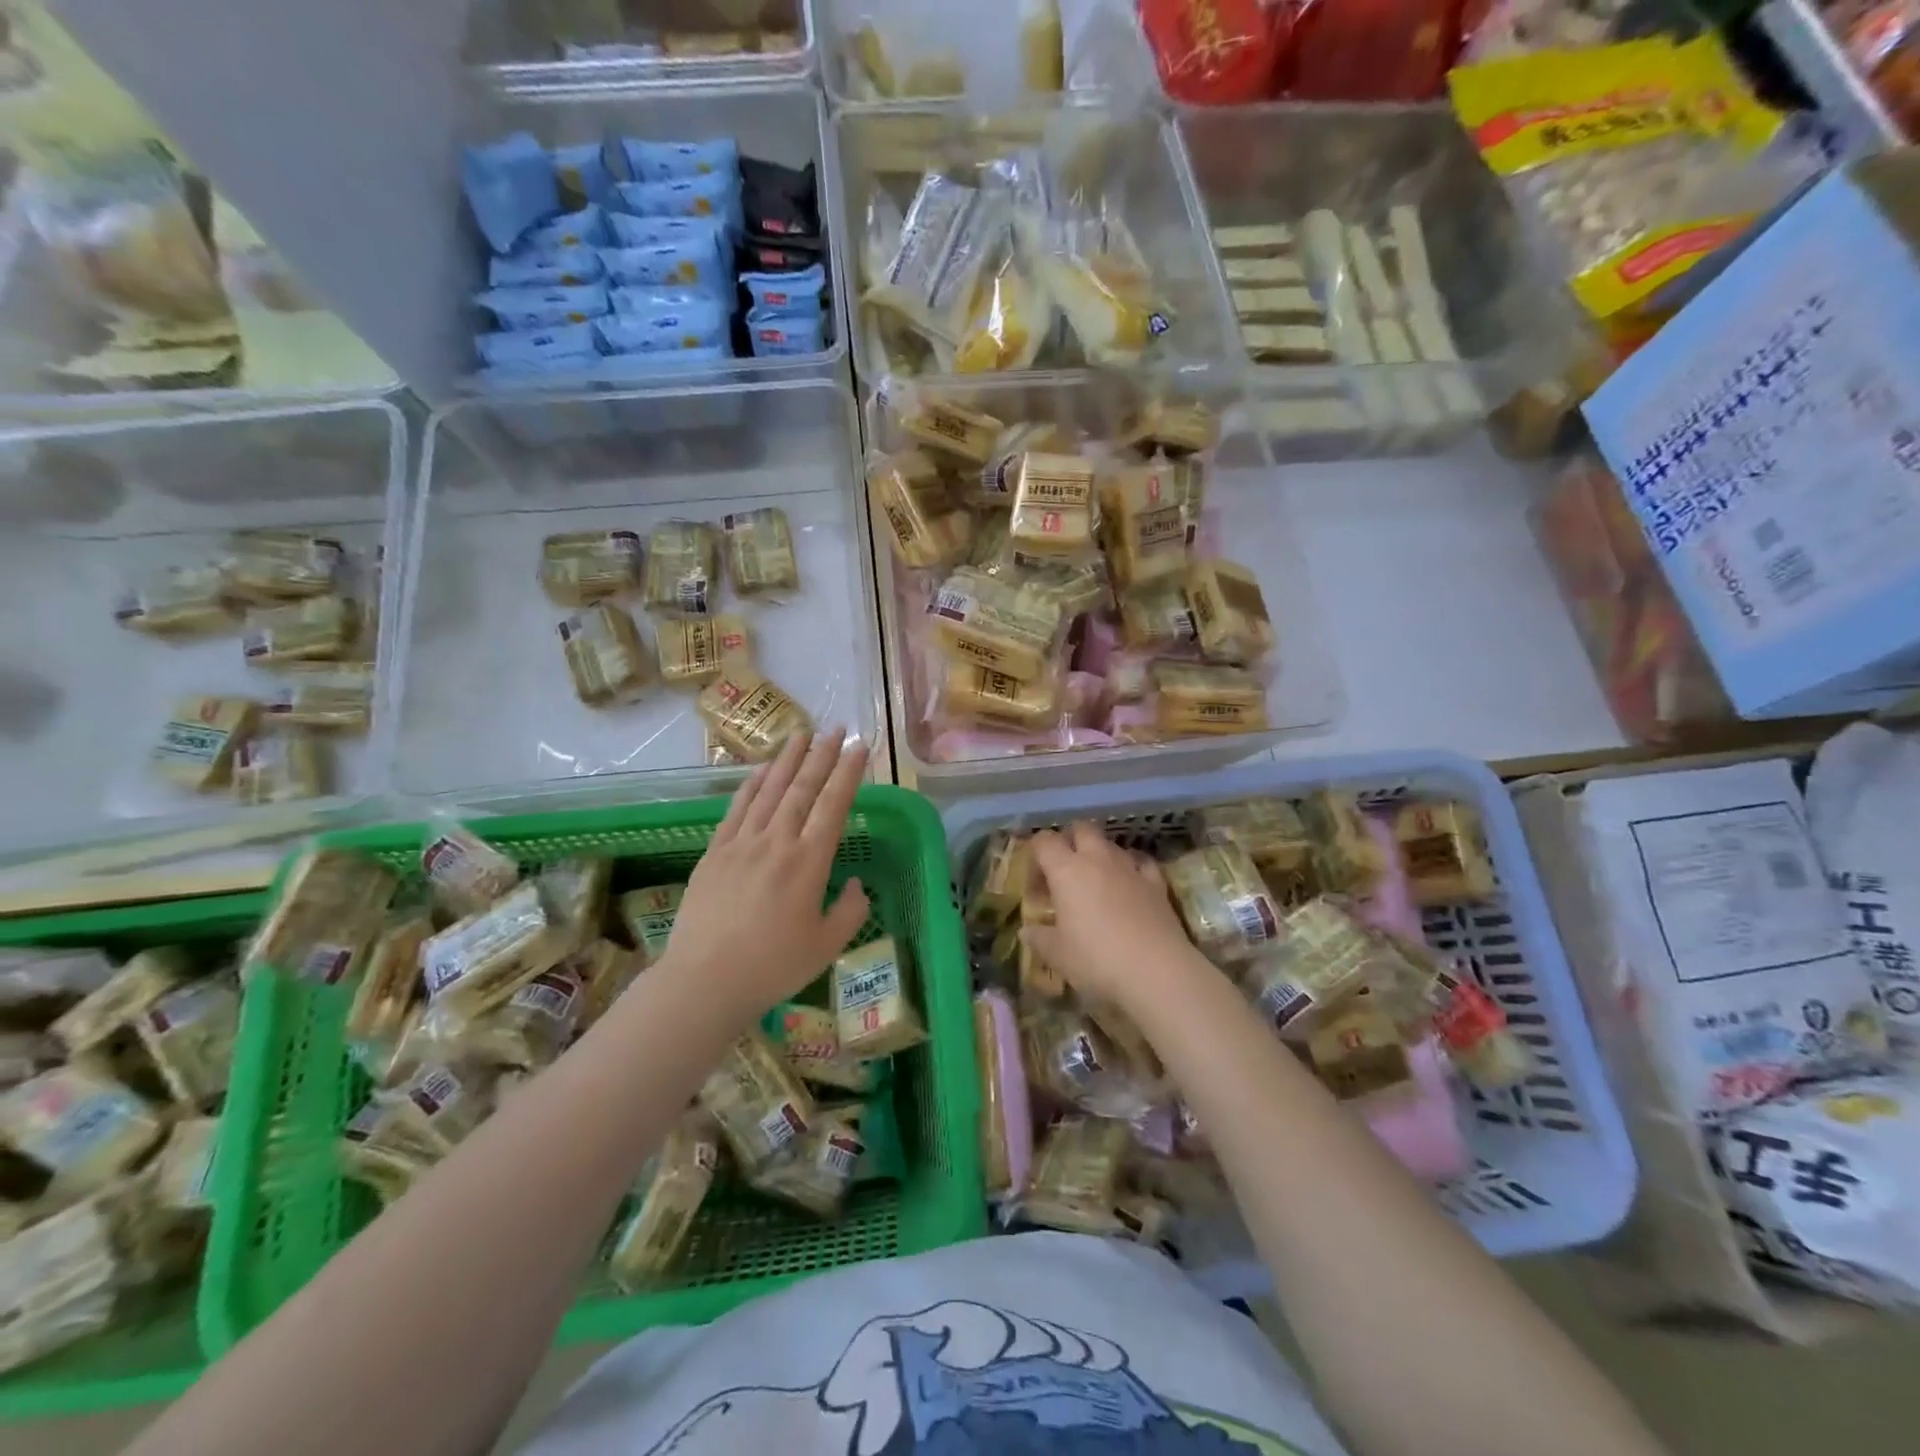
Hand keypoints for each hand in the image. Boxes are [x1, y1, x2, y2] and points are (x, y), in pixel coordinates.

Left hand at [659, 730, 870, 1022]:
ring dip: (787, 760)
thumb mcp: (827, 946)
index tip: (860, 746)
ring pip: (769, 790)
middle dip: (822, 755)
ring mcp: (742, 843)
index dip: (849, 772)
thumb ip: (850, 911)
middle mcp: (777, 842)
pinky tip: (760, 770)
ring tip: (802, 734)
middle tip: (836, 728)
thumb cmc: (773, 966)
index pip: (834, 805)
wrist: (705, 980)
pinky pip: (737, 809)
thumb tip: (857, 885)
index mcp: (809, 861)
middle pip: (802, 788)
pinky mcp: (715, 853)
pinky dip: (751, 785)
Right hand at [1022, 822, 1209, 1013]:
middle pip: (1081, 829)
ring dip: (1099, 855)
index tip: (1036, 886)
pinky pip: (1141, 861)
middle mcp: (1098, 859)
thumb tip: (1026, 932)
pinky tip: (1130, 883)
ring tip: (1096, 883)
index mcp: (1067, 871)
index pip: (1044, 841)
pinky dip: (1132, 867)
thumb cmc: (1097, 960)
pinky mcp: (1156, 882)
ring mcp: (1130, 867)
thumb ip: (1039, 939)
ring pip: (1111, 844)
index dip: (1035, 856)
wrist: (1156, 971)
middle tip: (1064, 872)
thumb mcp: (1058, 955)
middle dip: (1070, 842)